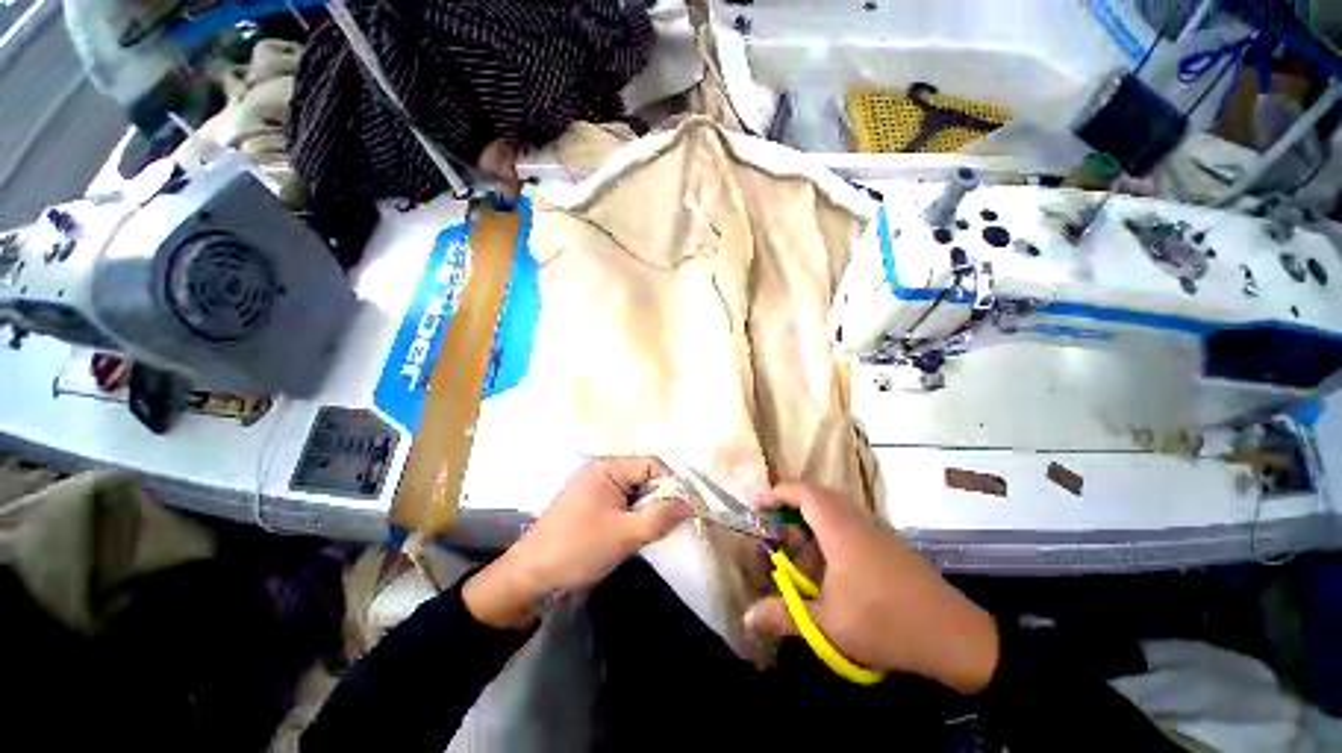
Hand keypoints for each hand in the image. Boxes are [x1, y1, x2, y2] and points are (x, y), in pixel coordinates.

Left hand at [463, 456, 688, 627]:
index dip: (671, 484)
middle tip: (674, 522)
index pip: (651, 465)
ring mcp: (595, 489)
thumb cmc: (577, 549)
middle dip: (660, 498)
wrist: (529, 579)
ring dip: (648, 509)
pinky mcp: (592, 506)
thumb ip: (660, 517)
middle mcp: (602, 471)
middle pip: (643, 476)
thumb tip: (691, 505)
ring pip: (634, 492)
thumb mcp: (625, 535)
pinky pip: (622, 503)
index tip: (686, 508)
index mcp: (607, 468)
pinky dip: (635, 515)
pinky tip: (641, 532)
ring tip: (659, 529)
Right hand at [744, 483, 999, 693]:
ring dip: (810, 514)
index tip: (754, 502)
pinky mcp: (887, 540)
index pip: (802, 492)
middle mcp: (857, 519)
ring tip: (794, 540)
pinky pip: (849, 518)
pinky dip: (828, 525)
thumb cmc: (886, 624)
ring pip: (834, 505)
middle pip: (817, 494)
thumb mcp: (829, 625)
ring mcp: (875, 528)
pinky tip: (826, 556)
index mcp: (840, 529)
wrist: (955, 636)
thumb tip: (746, 616)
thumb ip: (784, 617)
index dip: (775, 492)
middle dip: (789, 502)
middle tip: (770, 522)